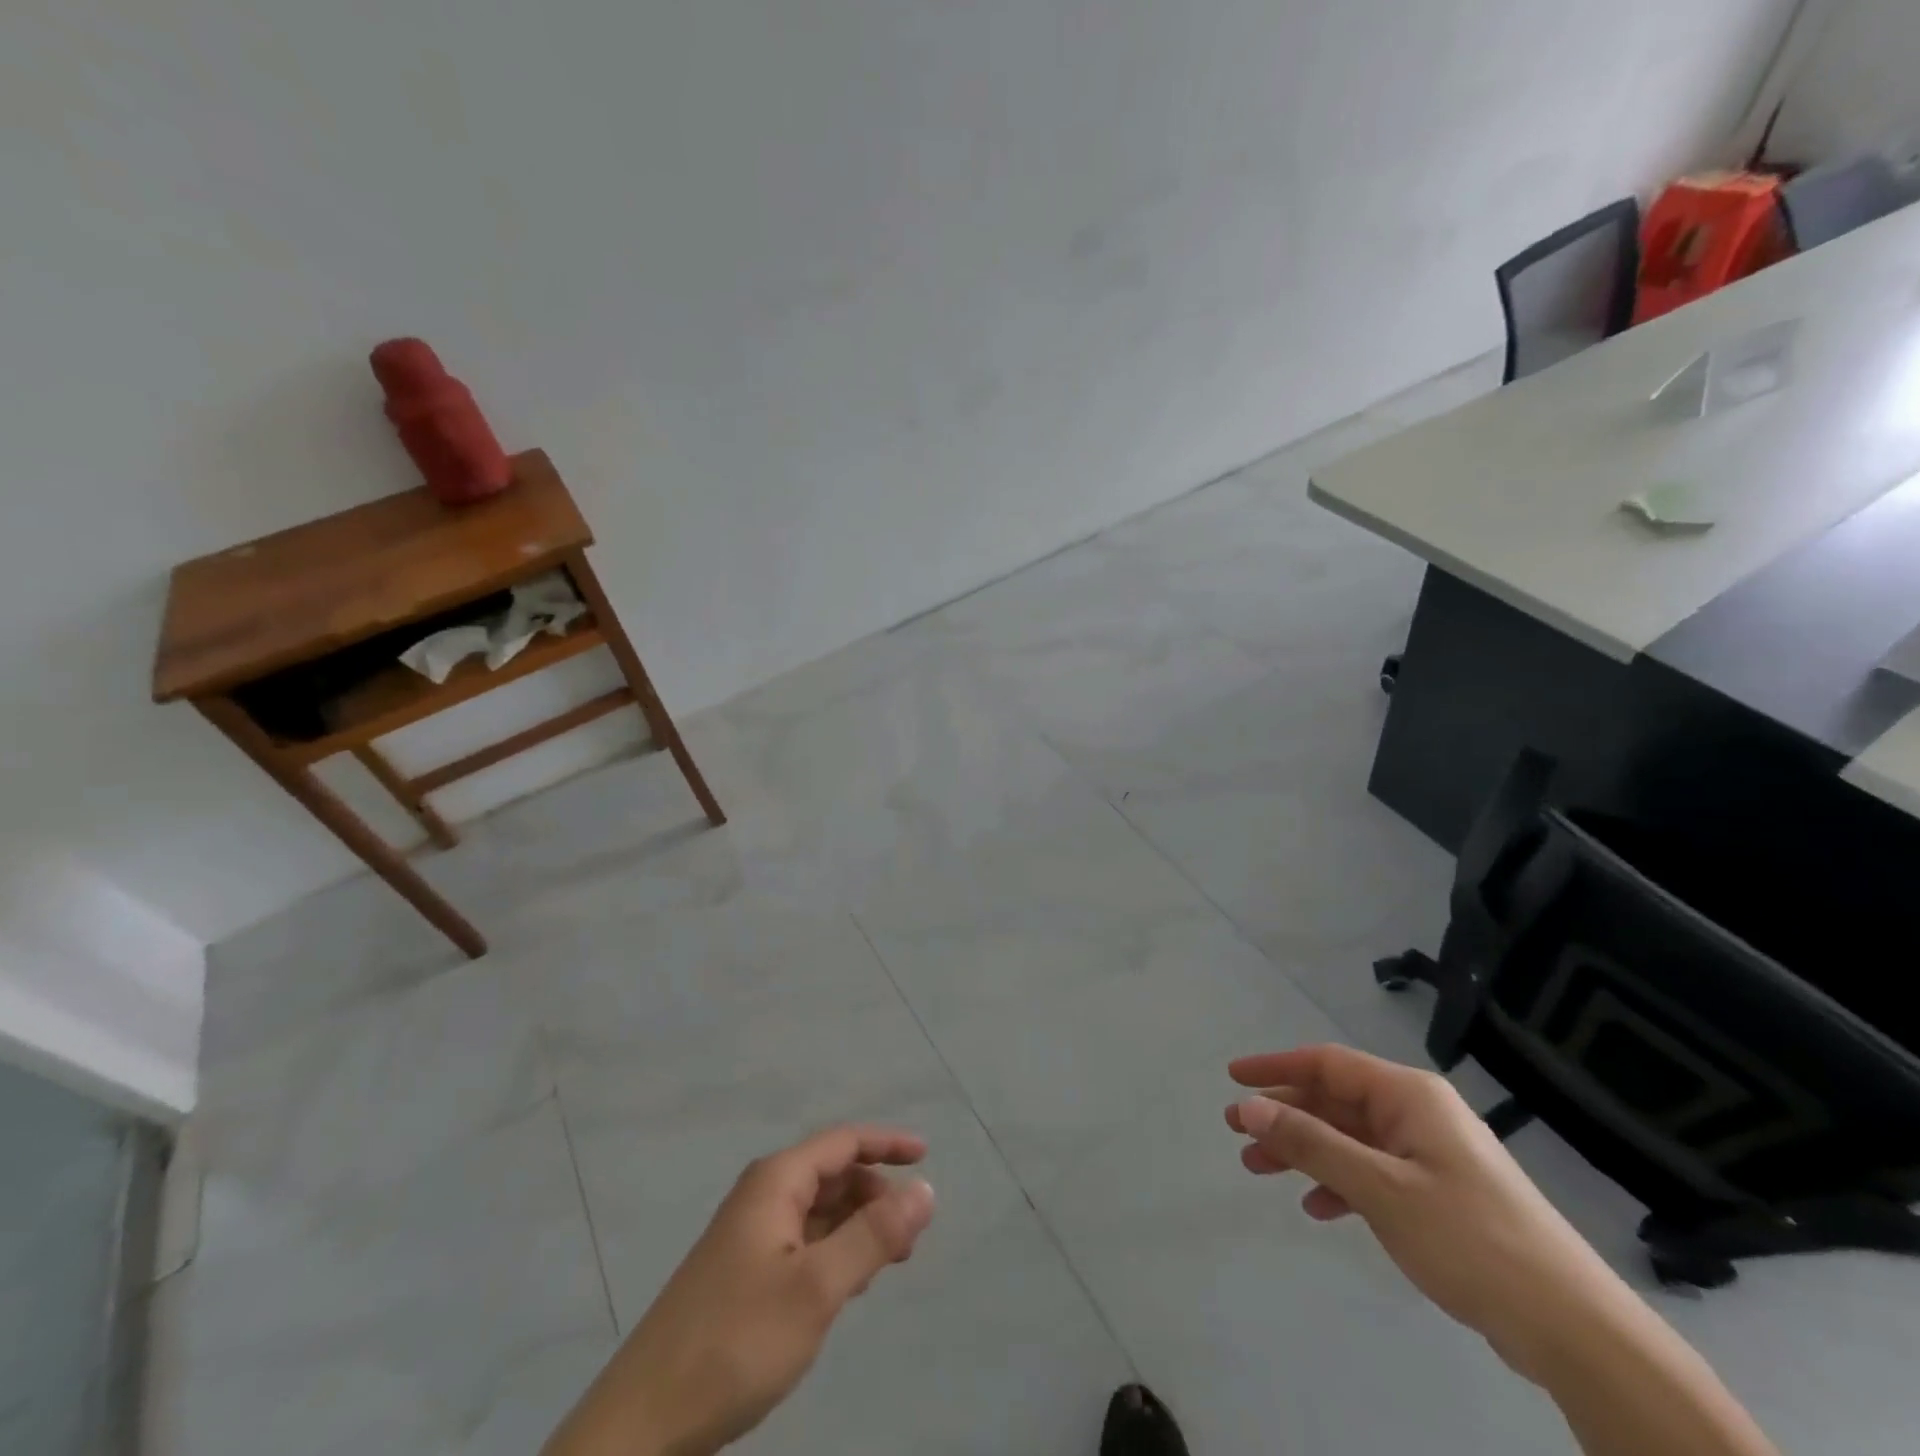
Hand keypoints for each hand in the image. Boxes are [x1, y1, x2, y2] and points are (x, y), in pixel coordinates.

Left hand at [543, 1126, 936, 1455]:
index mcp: (776, 1182)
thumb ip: (874, 1236)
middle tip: (911, 1236)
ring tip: (888, 1263)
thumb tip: (925, 1188)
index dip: (887, 1144)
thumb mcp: (817, 1288)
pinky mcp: (741, 1276)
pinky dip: (833, 1253)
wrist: (642, 1424)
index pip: (843, 1141)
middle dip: (875, 1194)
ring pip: (818, 1212)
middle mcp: (762, 1197)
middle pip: (832, 1175)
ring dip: (857, 1227)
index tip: (926, 1156)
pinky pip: (801, 1244)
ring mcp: (748, 1237)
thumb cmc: (735, 1340)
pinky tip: (847, 1288)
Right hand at [1224, 1045, 1634, 1382]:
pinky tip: (1318, 1207)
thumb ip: (1311, 1143)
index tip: (1232, 1077)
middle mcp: (1417, 1113)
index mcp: (1408, 1095)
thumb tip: (1249, 1106)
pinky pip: (1373, 1172)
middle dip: (1284, 1115)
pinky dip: (1340, 1183)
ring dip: (1305, 1151)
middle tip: (1237, 1134)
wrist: (1572, 1328)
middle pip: (1334, 1101)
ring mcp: (1430, 1153)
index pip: (1326, 1063)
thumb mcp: (1379, 1188)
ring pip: (1349, 1138)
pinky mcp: (1439, 1193)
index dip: (1275, 1067)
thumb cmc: (1469, 1238)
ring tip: (1261, 1169)